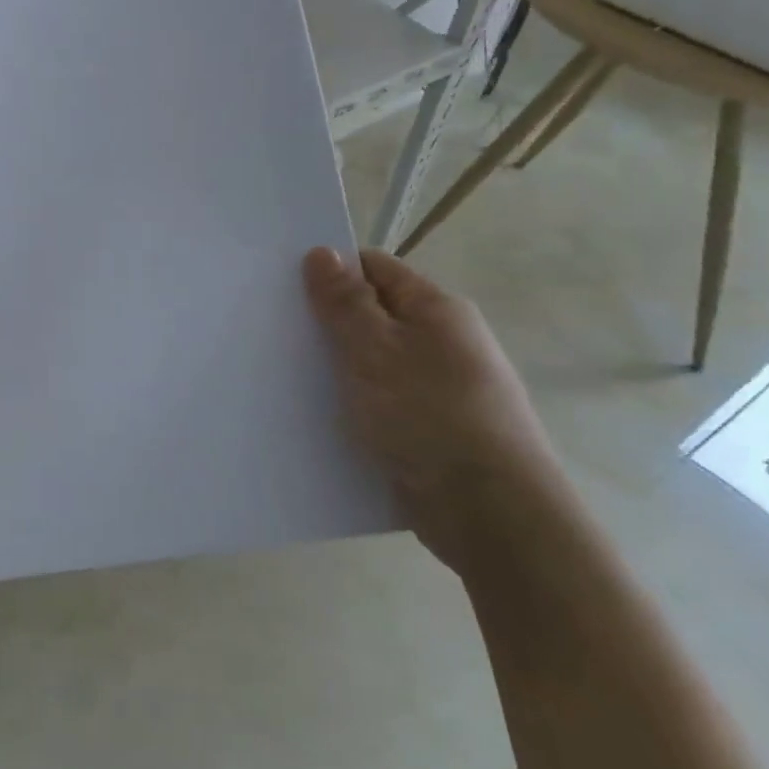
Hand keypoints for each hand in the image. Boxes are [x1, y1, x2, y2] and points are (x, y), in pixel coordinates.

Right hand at [303, 247, 569, 573]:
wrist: (492, 516)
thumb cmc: (430, 416)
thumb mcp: (375, 349)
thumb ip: (345, 302)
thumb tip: (322, 252)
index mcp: (437, 310)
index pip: (374, 269)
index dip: (331, 271)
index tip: (284, 286)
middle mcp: (443, 343)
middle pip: (373, 316)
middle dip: (328, 324)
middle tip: (276, 332)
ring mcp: (439, 390)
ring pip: (373, 365)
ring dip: (337, 370)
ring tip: (285, 375)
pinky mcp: (430, 432)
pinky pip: (381, 405)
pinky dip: (352, 407)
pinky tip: (317, 417)